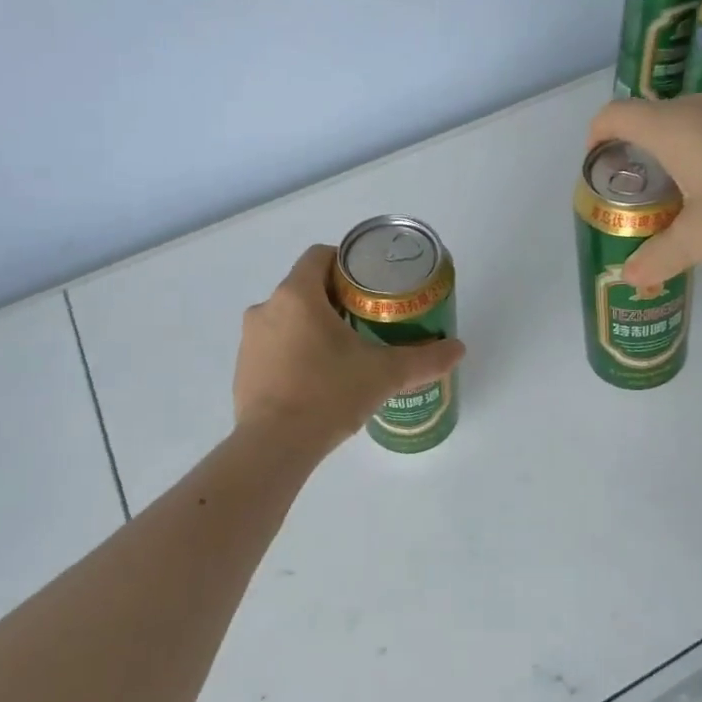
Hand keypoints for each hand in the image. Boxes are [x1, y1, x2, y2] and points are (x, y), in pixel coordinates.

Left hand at [235, 245, 467, 451]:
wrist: (275, 446)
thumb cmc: (329, 394)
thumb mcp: (385, 374)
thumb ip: (425, 359)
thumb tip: (458, 348)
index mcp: (297, 295)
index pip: (320, 256)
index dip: (347, 263)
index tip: (371, 284)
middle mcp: (267, 308)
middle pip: (305, 288)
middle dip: (336, 300)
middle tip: (368, 321)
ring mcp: (250, 340)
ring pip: (288, 319)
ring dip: (313, 327)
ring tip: (344, 354)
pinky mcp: (243, 369)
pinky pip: (274, 348)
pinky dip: (295, 353)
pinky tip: (317, 381)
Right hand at [586, 90, 701, 285]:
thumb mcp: (698, 241)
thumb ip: (657, 257)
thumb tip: (628, 277)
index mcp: (673, 126)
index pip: (617, 114)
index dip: (597, 134)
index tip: (596, 162)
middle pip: (652, 117)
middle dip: (637, 150)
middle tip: (639, 190)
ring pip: (690, 120)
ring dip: (676, 149)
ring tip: (682, 191)